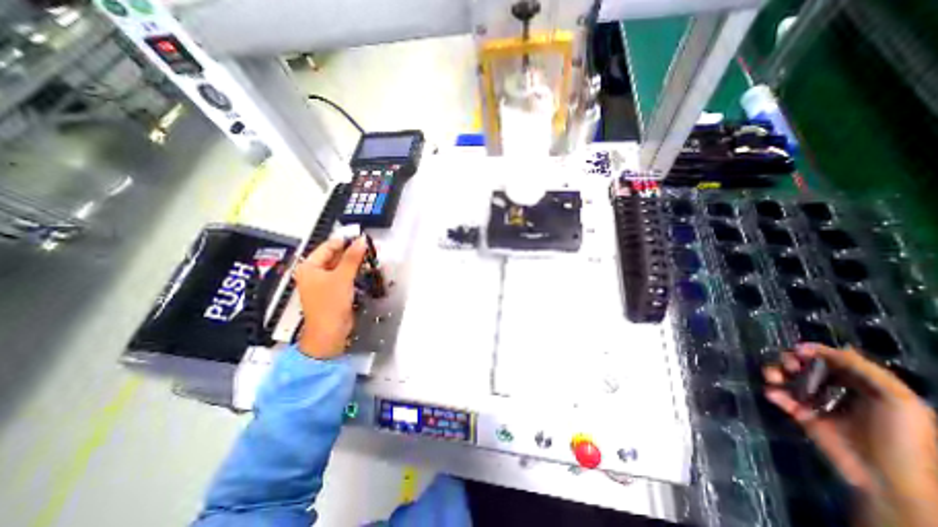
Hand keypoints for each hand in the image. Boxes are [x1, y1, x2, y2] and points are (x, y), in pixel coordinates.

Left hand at [295, 236, 367, 360]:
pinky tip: (366, 268)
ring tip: (371, 255)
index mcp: (309, 267)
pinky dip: (354, 272)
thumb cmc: (330, 304)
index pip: (328, 246)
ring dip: (355, 261)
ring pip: (341, 266)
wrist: (330, 332)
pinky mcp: (334, 291)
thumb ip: (352, 257)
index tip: (362, 236)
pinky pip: (345, 276)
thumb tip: (362, 240)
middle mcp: (314, 272)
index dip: (345, 241)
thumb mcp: (342, 277)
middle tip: (369, 246)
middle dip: (352, 251)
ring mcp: (324, 282)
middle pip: (334, 256)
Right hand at [761, 346, 937, 521]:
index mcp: (864, 386)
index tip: (798, 349)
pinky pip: (781, 398)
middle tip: (788, 365)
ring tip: (772, 377)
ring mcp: (818, 403)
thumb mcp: (897, 399)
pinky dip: (774, 393)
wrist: (887, 477)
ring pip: (788, 379)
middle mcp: (839, 391)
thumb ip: (862, 369)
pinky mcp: (802, 414)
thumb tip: (819, 348)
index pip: (834, 360)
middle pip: (807, 366)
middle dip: (791, 361)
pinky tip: (774, 395)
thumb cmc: (899, 436)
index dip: (815, 351)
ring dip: (776, 373)